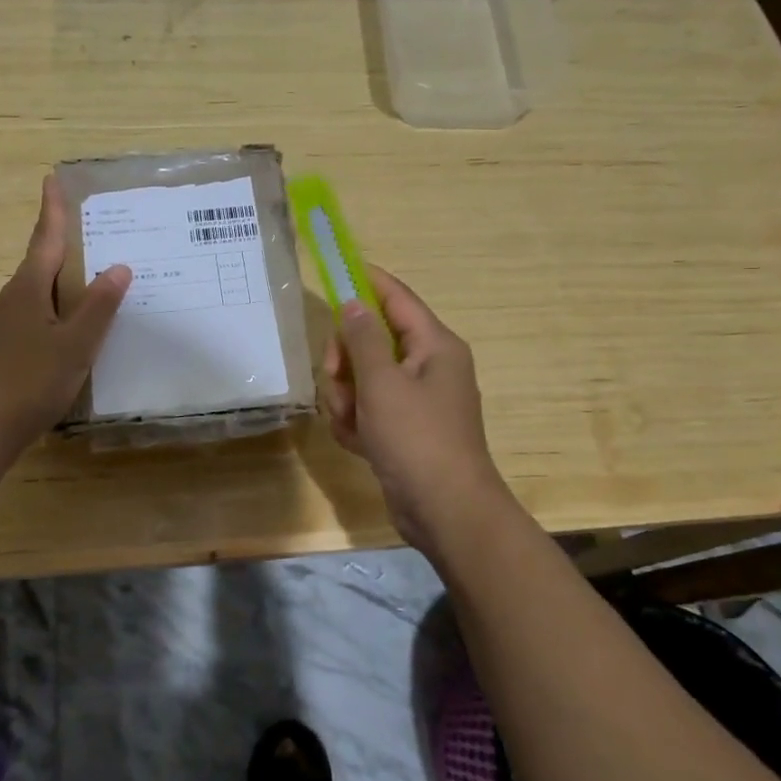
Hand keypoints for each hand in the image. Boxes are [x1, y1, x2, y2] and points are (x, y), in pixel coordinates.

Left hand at [0, 175, 130, 450]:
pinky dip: (48, 315)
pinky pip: (27, 320)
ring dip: (56, 286)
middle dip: (61, 249)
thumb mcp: (75, 344)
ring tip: (84, 289)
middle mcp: (8, 300)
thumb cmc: (31, 381)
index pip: (45, 239)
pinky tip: (61, 336)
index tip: (52, 179)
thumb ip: (98, 307)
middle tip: (88, 239)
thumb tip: (119, 267)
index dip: (52, 210)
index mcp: (27, 289)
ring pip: (32, 295)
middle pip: (38, 266)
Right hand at [322, 266, 515, 555]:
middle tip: (336, 378)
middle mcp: (428, 367)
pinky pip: (368, 409)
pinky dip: (356, 422)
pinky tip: (355, 442)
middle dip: (346, 360)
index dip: (367, 281)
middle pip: (372, 340)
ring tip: (350, 423)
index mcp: (435, 346)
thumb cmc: (416, 438)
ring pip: (364, 378)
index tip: (337, 269)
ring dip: (346, 397)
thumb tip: (354, 303)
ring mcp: (416, 400)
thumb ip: (362, 338)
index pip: (397, 298)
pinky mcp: (404, 429)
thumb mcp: (382, 383)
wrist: (444, 511)